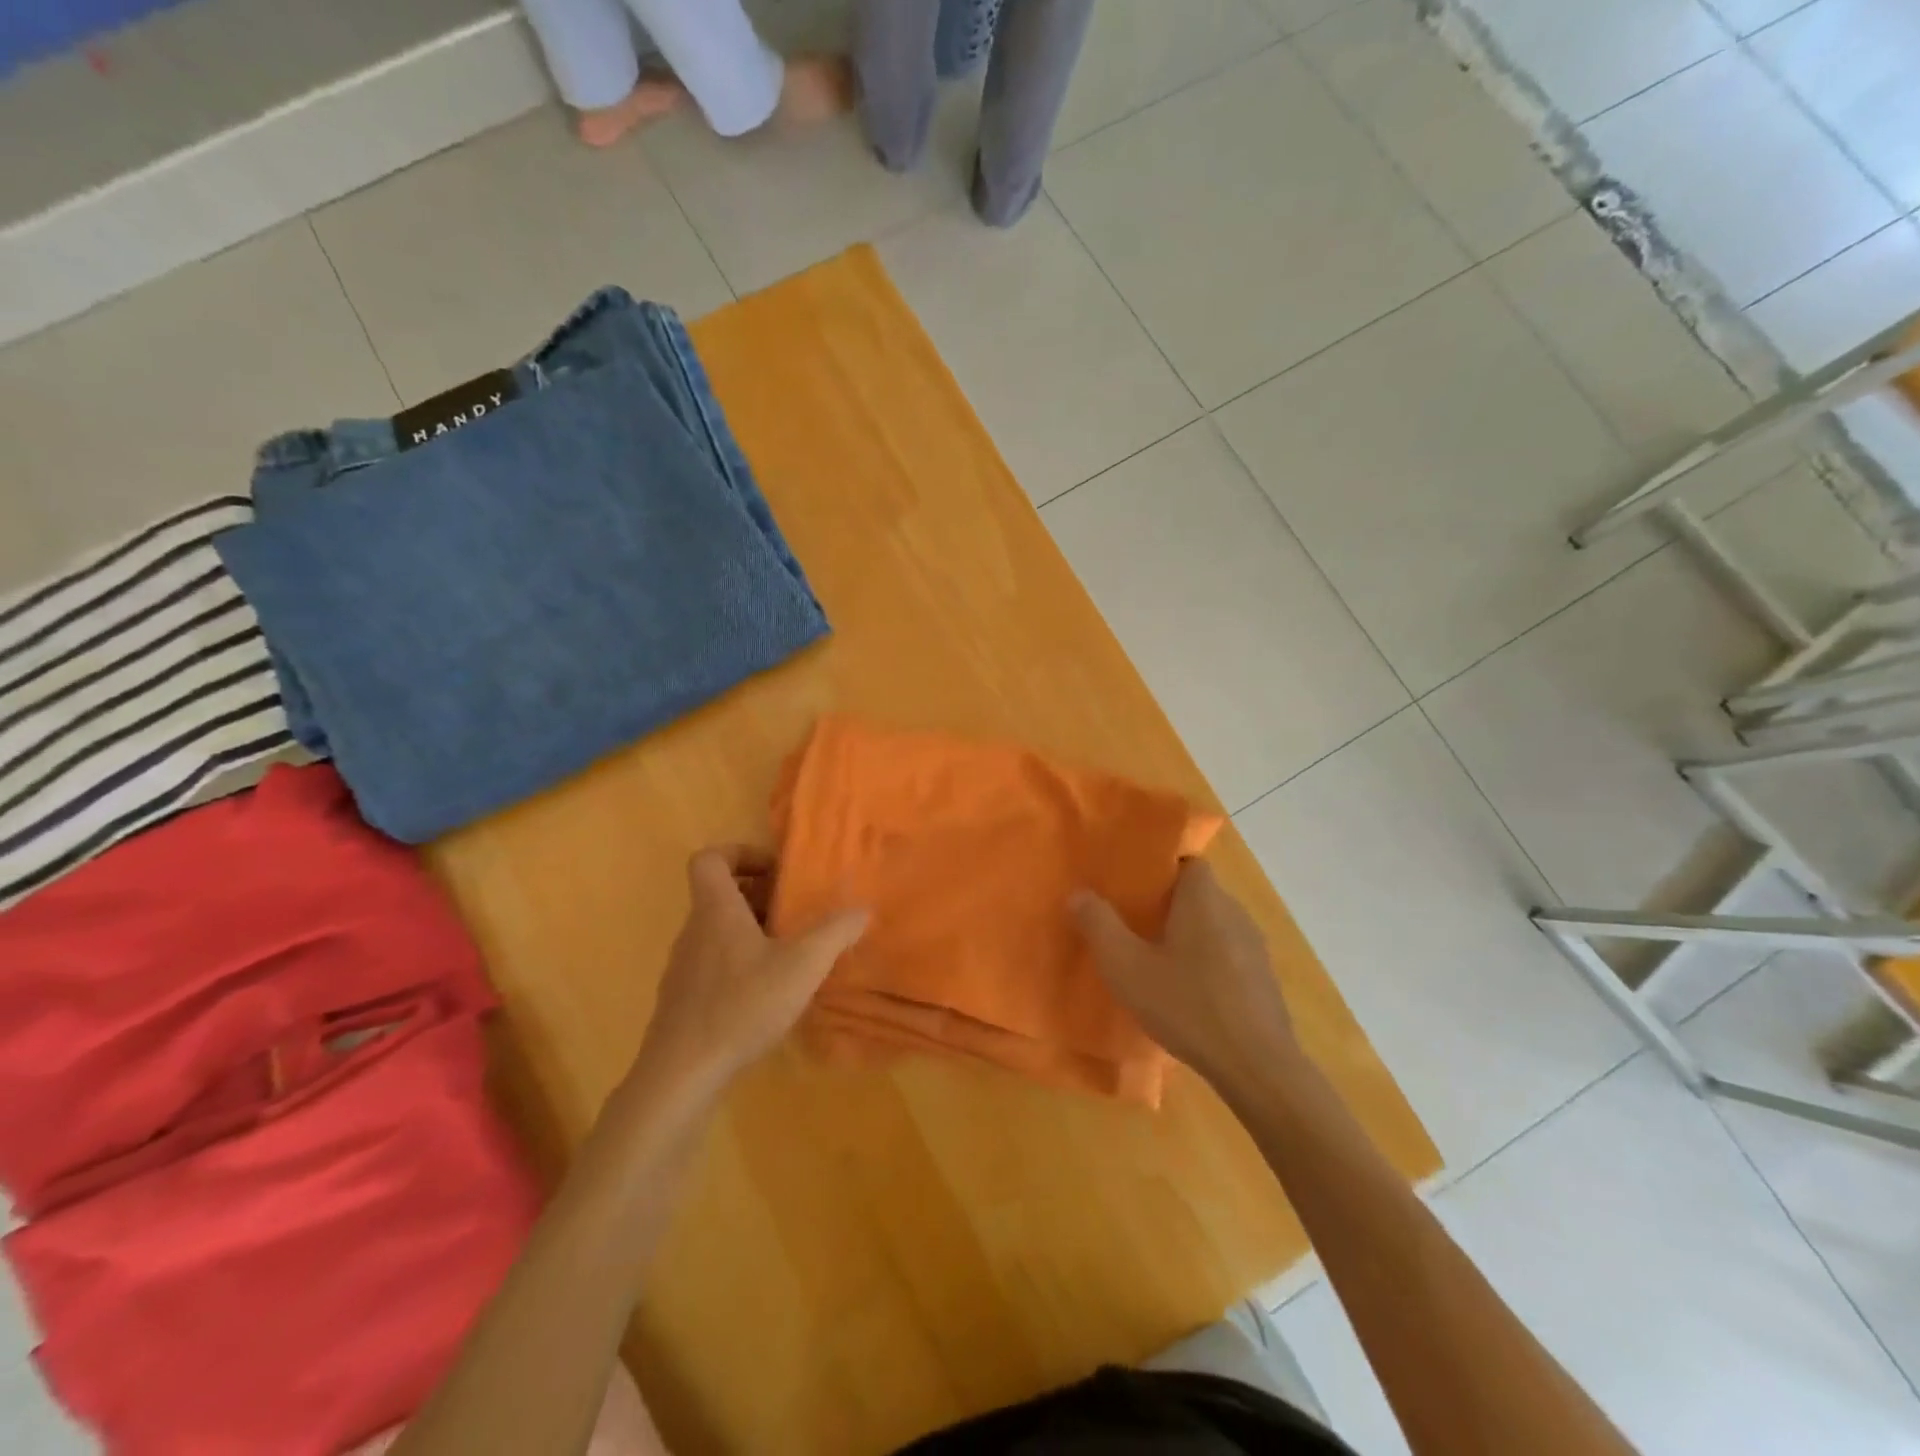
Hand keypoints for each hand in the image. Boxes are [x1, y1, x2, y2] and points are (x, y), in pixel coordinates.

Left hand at [636, 846, 868, 1100]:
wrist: (681, 1073)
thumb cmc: (741, 1005)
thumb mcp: (801, 966)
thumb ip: (834, 933)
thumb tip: (862, 909)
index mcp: (717, 910)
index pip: (710, 859)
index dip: (740, 853)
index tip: (774, 872)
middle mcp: (695, 930)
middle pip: (719, 894)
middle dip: (758, 895)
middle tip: (793, 912)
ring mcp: (684, 966)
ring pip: (717, 930)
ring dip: (751, 930)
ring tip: (788, 952)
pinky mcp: (683, 999)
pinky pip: (712, 963)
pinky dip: (739, 963)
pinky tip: (766, 992)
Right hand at [1071, 858, 1295, 1092]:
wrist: (1256, 1066)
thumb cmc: (1186, 1005)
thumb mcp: (1126, 967)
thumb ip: (1099, 925)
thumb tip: (1078, 893)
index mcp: (1204, 899)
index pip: (1189, 862)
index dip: (1162, 869)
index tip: (1134, 887)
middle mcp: (1235, 913)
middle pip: (1200, 894)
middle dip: (1170, 905)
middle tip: (1135, 924)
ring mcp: (1255, 948)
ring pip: (1216, 926)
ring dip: (1190, 936)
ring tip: (1158, 959)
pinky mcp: (1264, 981)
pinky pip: (1230, 956)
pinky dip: (1209, 964)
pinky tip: (1189, 994)